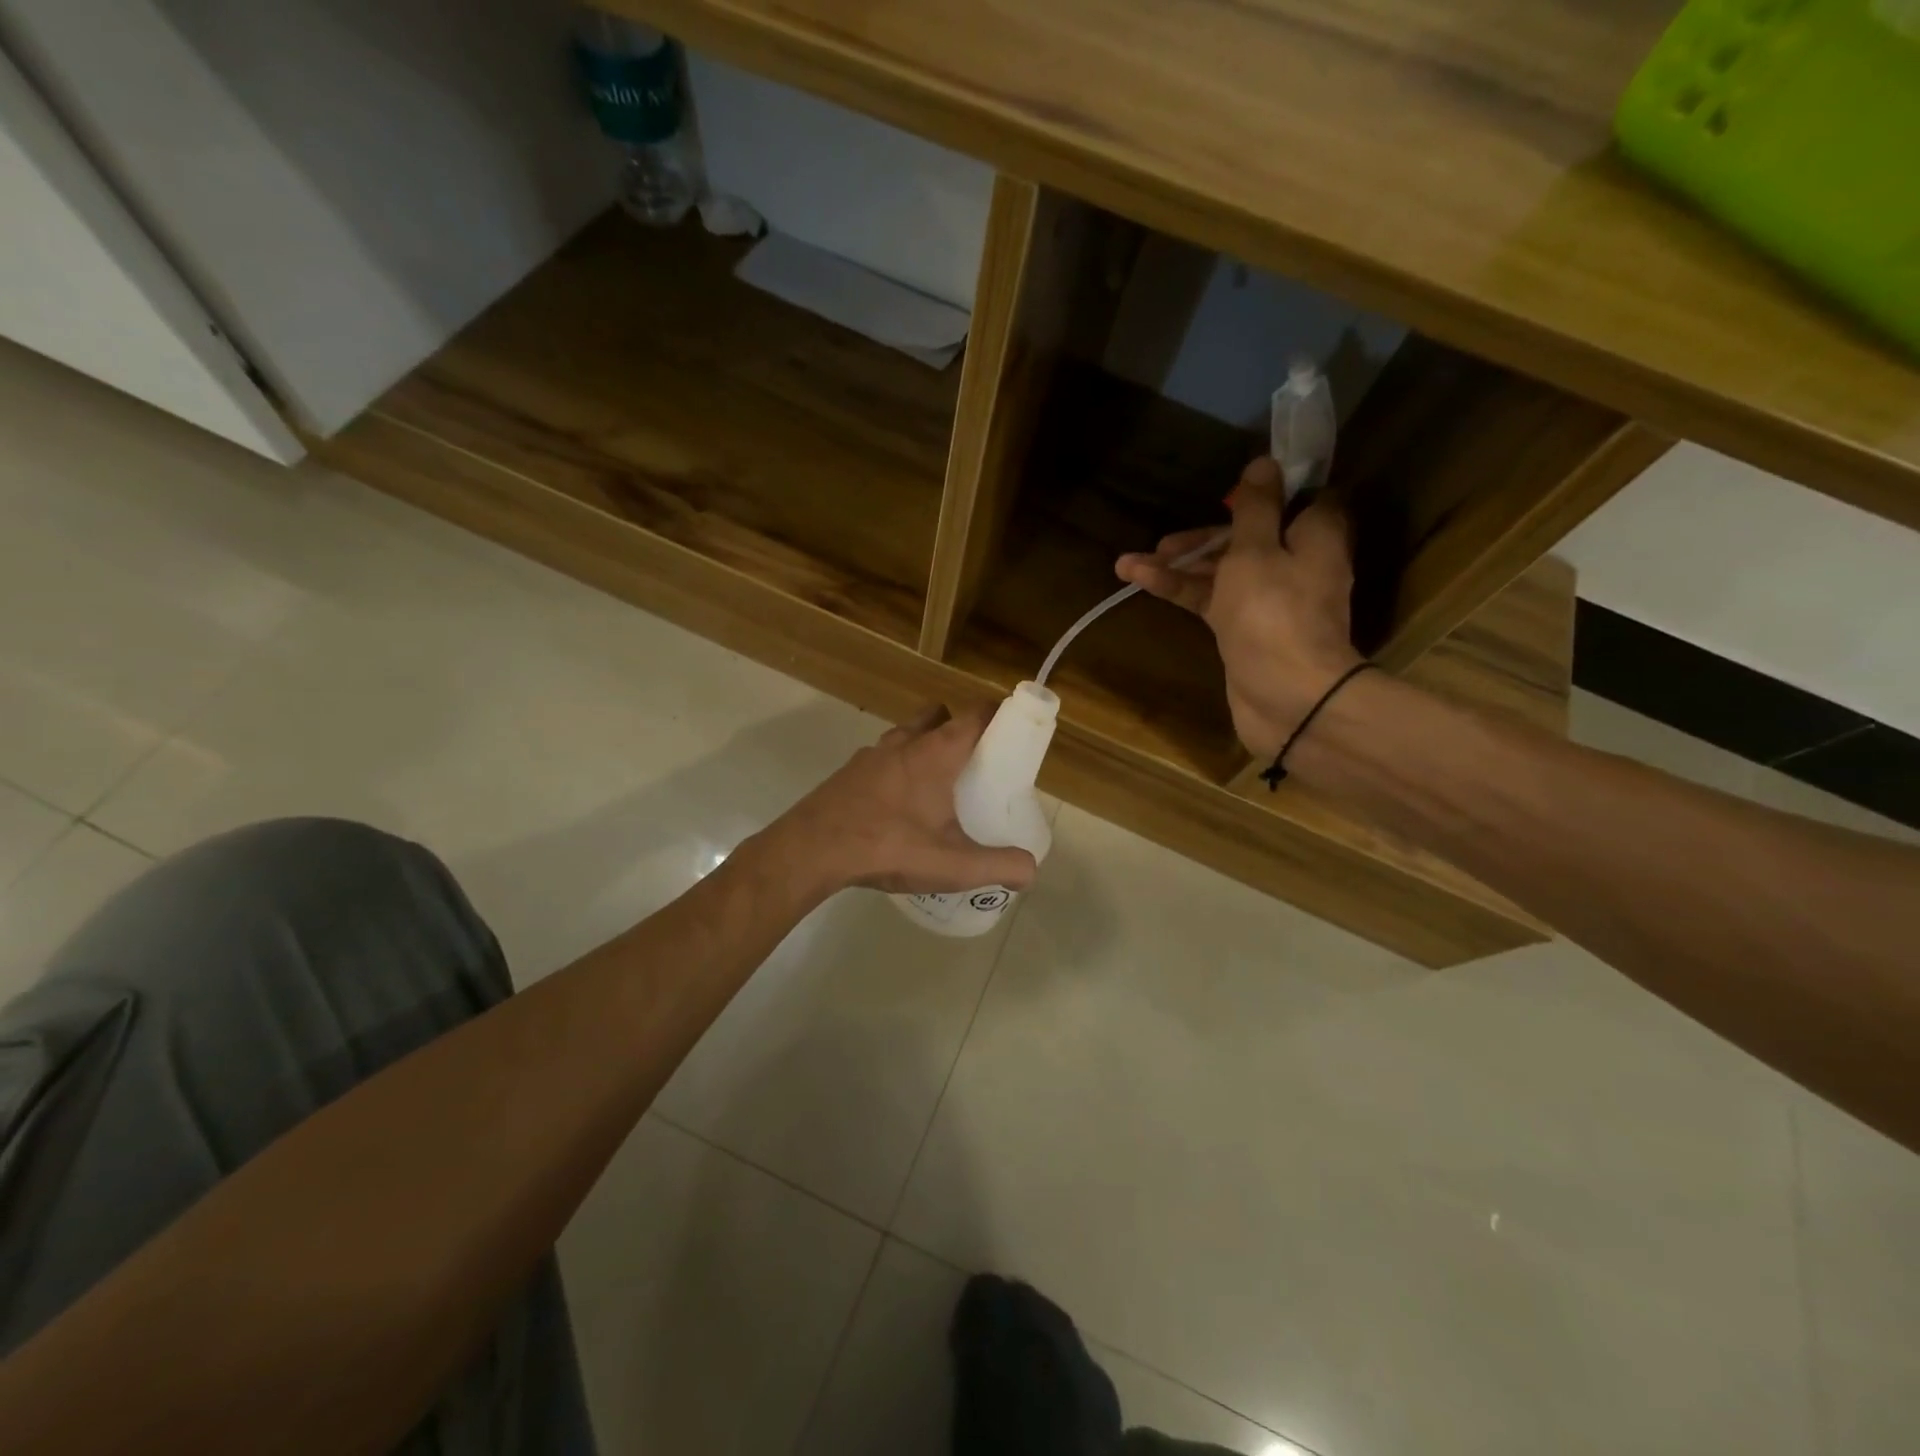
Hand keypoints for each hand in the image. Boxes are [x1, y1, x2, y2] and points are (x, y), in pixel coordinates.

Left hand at [769, 704, 1039, 896]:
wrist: (812, 850)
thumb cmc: (888, 845)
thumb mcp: (952, 864)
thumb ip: (999, 865)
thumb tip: (1030, 870)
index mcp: (937, 752)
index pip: (976, 714)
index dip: (999, 716)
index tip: (1012, 734)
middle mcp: (905, 741)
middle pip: (939, 715)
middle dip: (958, 729)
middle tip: (971, 765)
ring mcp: (872, 754)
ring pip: (907, 734)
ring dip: (924, 748)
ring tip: (935, 789)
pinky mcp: (849, 772)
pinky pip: (882, 758)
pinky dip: (896, 770)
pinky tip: (897, 808)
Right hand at [1116, 457, 1361, 758]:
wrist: (1287, 697)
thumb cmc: (1274, 614)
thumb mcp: (1256, 551)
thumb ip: (1255, 508)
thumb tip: (1264, 462)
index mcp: (1313, 537)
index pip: (1299, 501)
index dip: (1266, 493)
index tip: (1232, 489)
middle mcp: (1296, 564)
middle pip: (1248, 537)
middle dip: (1203, 537)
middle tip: (1165, 540)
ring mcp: (1269, 600)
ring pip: (1223, 571)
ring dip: (1180, 566)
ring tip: (1130, 563)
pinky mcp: (1245, 630)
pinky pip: (1212, 599)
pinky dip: (1181, 590)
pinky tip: (1139, 580)